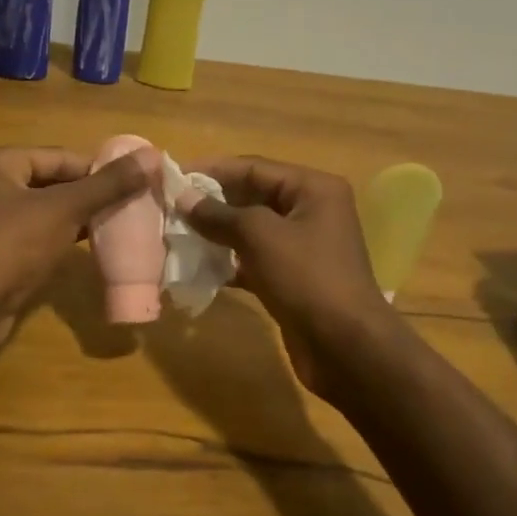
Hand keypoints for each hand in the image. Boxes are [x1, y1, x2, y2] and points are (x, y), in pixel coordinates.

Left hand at [0, 145, 153, 355]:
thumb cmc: (10, 246)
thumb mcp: (64, 209)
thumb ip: (108, 184)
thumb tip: (152, 156)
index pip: (61, 157)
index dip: (100, 170)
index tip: (137, 184)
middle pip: (55, 182)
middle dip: (92, 195)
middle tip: (134, 206)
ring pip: (48, 212)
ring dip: (81, 218)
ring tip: (122, 225)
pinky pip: (40, 237)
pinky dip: (65, 239)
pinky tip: (94, 247)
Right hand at [180, 156, 400, 399]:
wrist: (346, 348)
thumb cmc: (307, 278)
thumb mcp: (260, 237)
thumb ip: (219, 215)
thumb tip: (183, 198)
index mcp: (313, 188)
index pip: (254, 168)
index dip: (212, 170)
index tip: (173, 176)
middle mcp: (310, 210)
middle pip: (252, 196)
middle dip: (212, 202)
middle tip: (170, 207)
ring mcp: (303, 246)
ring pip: (251, 230)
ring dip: (216, 232)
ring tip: (177, 234)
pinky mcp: (292, 277)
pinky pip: (254, 259)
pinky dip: (228, 261)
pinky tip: (197, 268)